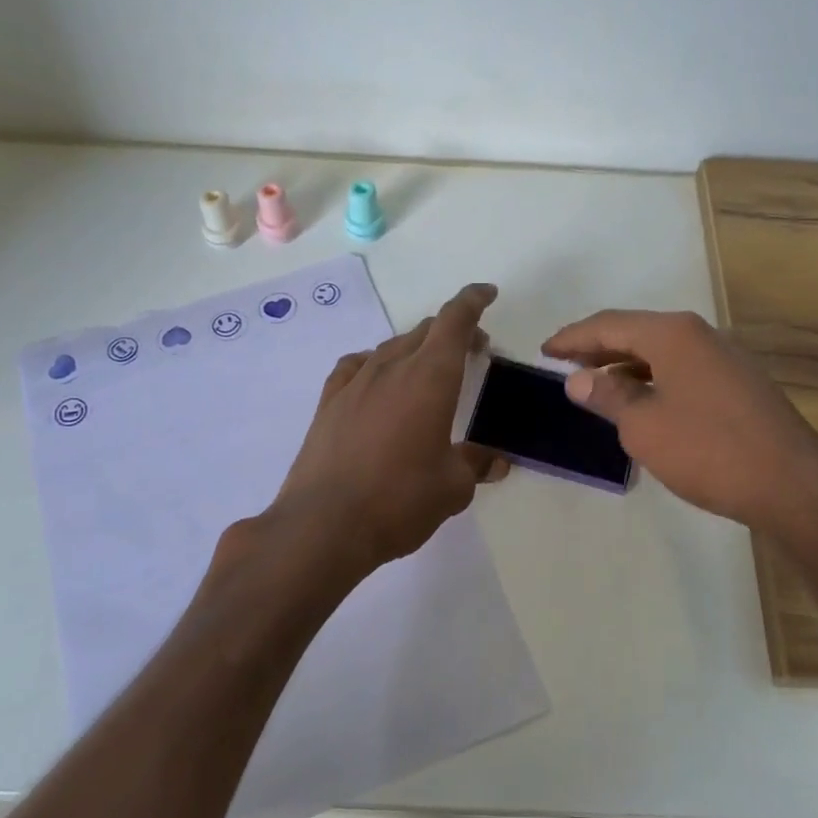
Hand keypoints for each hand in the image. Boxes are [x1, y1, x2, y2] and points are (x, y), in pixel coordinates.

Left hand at [274, 283, 507, 570]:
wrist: (324, 524)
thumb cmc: (400, 500)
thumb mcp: (452, 487)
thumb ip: (476, 465)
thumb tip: (494, 461)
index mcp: (430, 377)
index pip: (454, 320)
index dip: (473, 301)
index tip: (487, 293)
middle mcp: (391, 368)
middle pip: (425, 330)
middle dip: (453, 332)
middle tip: (472, 351)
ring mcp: (355, 382)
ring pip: (392, 347)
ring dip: (417, 349)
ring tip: (428, 372)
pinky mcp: (328, 402)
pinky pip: (358, 366)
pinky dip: (377, 364)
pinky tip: (378, 383)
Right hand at [542, 309, 817, 533]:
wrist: (792, 485)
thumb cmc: (708, 450)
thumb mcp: (643, 425)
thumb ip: (608, 396)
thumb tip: (578, 378)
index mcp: (673, 334)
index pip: (609, 324)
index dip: (572, 338)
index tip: (544, 351)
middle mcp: (700, 336)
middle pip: (636, 332)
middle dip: (598, 347)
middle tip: (564, 364)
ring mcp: (724, 359)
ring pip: (660, 352)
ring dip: (625, 365)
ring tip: (596, 384)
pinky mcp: (738, 385)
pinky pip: (681, 370)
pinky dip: (652, 379)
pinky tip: (641, 403)